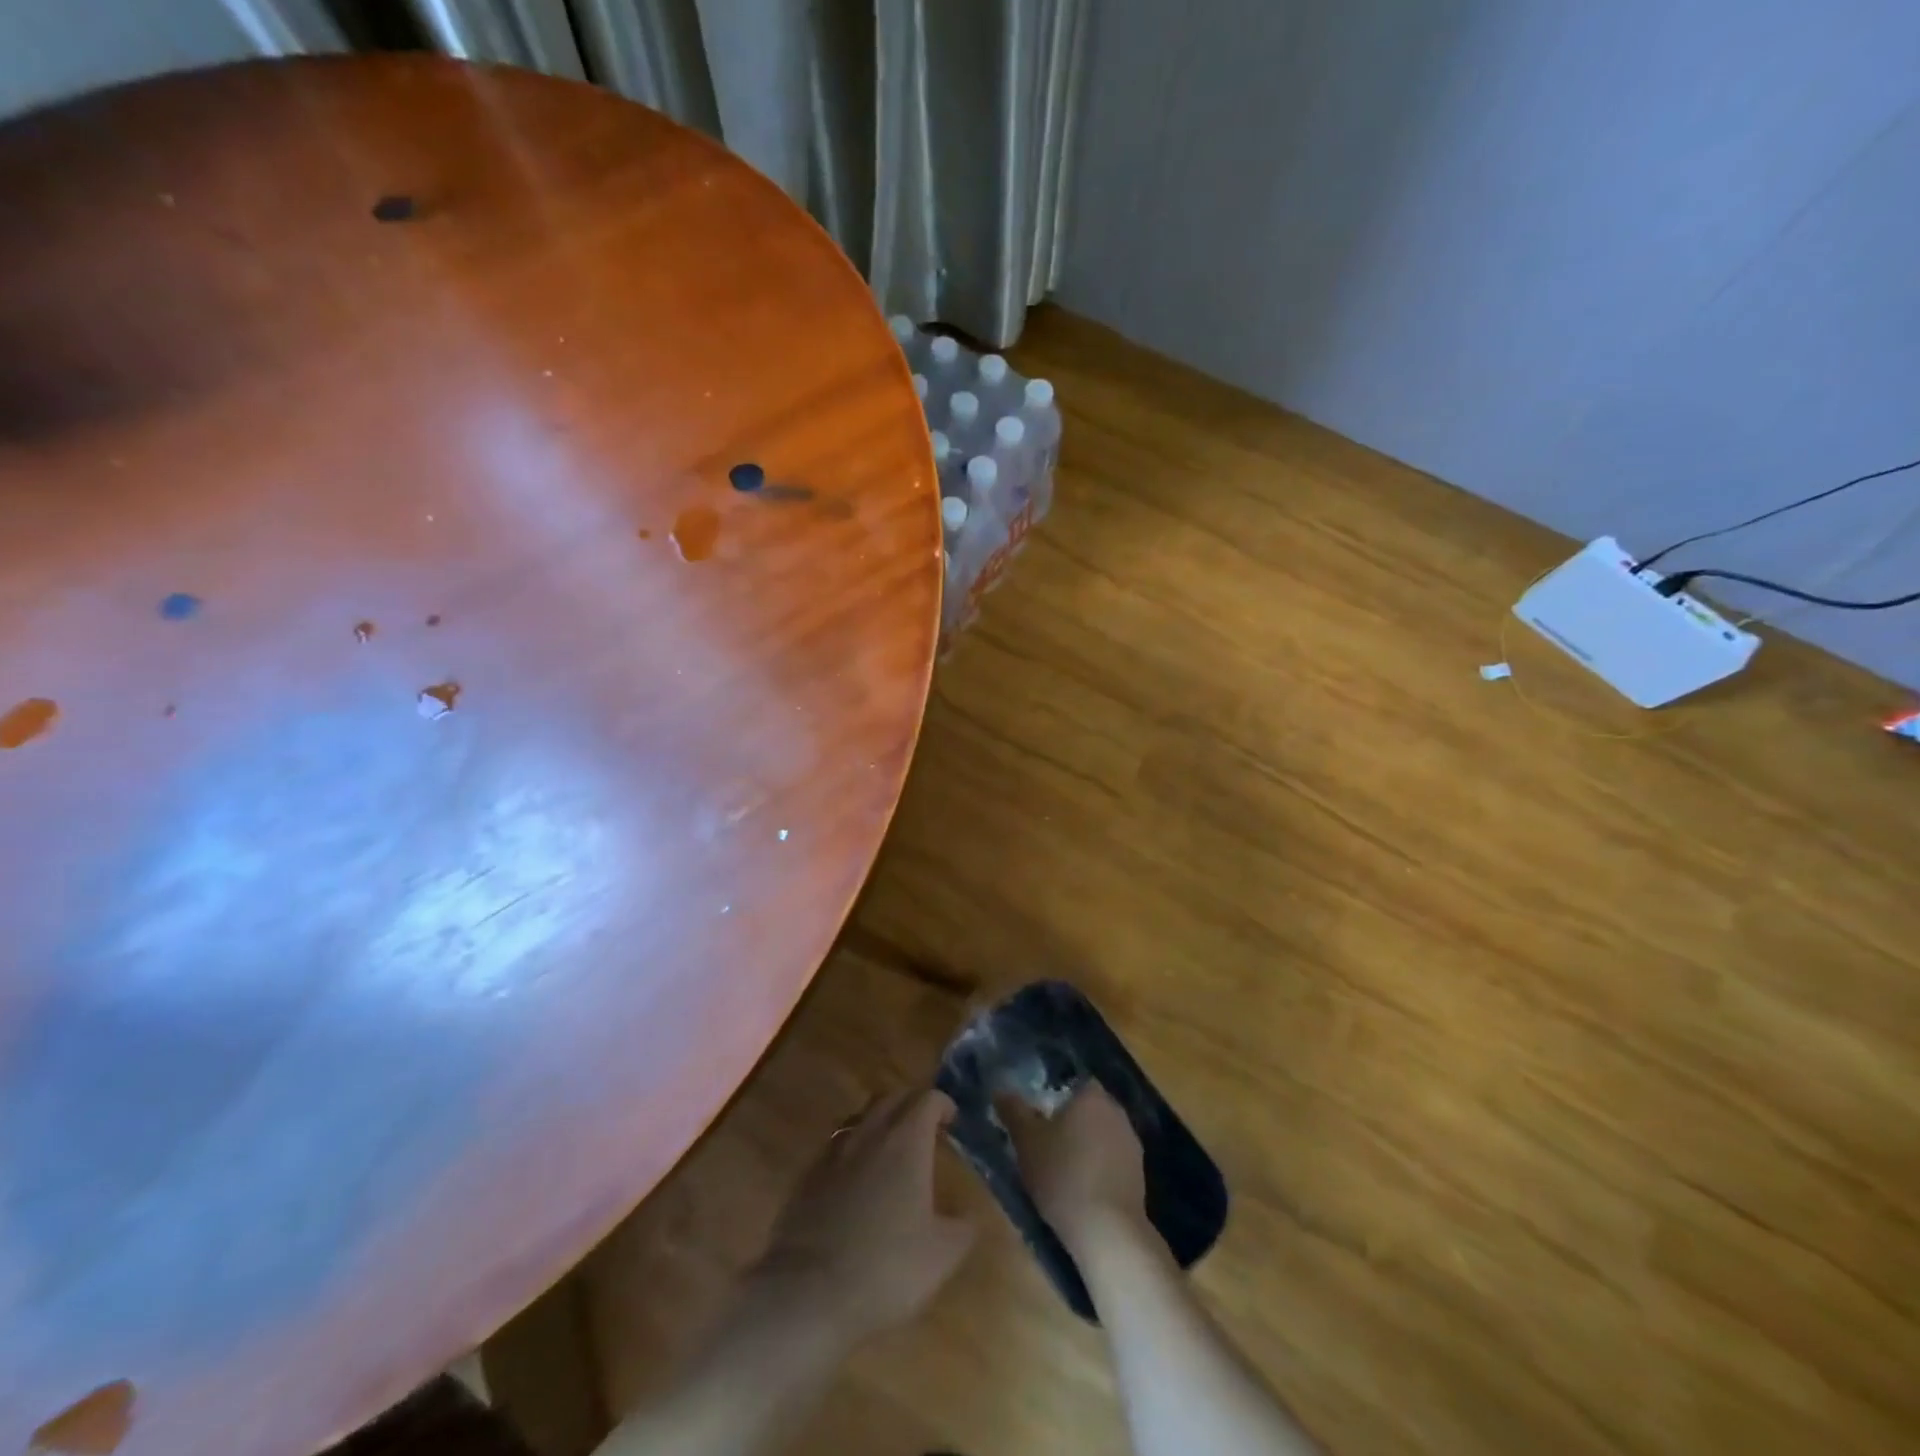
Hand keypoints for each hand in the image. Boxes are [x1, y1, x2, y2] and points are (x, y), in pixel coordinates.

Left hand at [749, 1089, 975, 1350]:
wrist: (808, 1293)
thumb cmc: (886, 1267)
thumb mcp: (942, 1255)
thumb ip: (962, 1227)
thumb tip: (967, 1214)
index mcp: (906, 1141)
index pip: (927, 1099)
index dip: (943, 1104)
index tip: (953, 1122)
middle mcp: (869, 1134)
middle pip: (892, 1098)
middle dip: (912, 1105)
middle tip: (925, 1128)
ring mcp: (833, 1152)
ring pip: (860, 1118)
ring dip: (880, 1123)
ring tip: (890, 1150)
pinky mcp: (807, 1176)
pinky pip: (836, 1147)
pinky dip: (853, 1151)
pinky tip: (856, 1181)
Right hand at [1013, 1083, 1147, 1255]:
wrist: (1108, 1230)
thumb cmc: (1062, 1175)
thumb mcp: (1026, 1142)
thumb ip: (1013, 1111)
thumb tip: (1000, 1090)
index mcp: (1091, 1095)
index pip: (1072, 1083)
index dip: (1053, 1096)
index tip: (1037, 1115)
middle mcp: (1116, 1110)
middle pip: (1087, 1108)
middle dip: (1069, 1121)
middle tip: (1045, 1141)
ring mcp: (1131, 1141)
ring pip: (1101, 1133)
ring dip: (1085, 1144)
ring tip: (1061, 1167)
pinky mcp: (1139, 1172)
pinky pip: (1112, 1158)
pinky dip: (1098, 1166)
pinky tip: (1083, 1187)